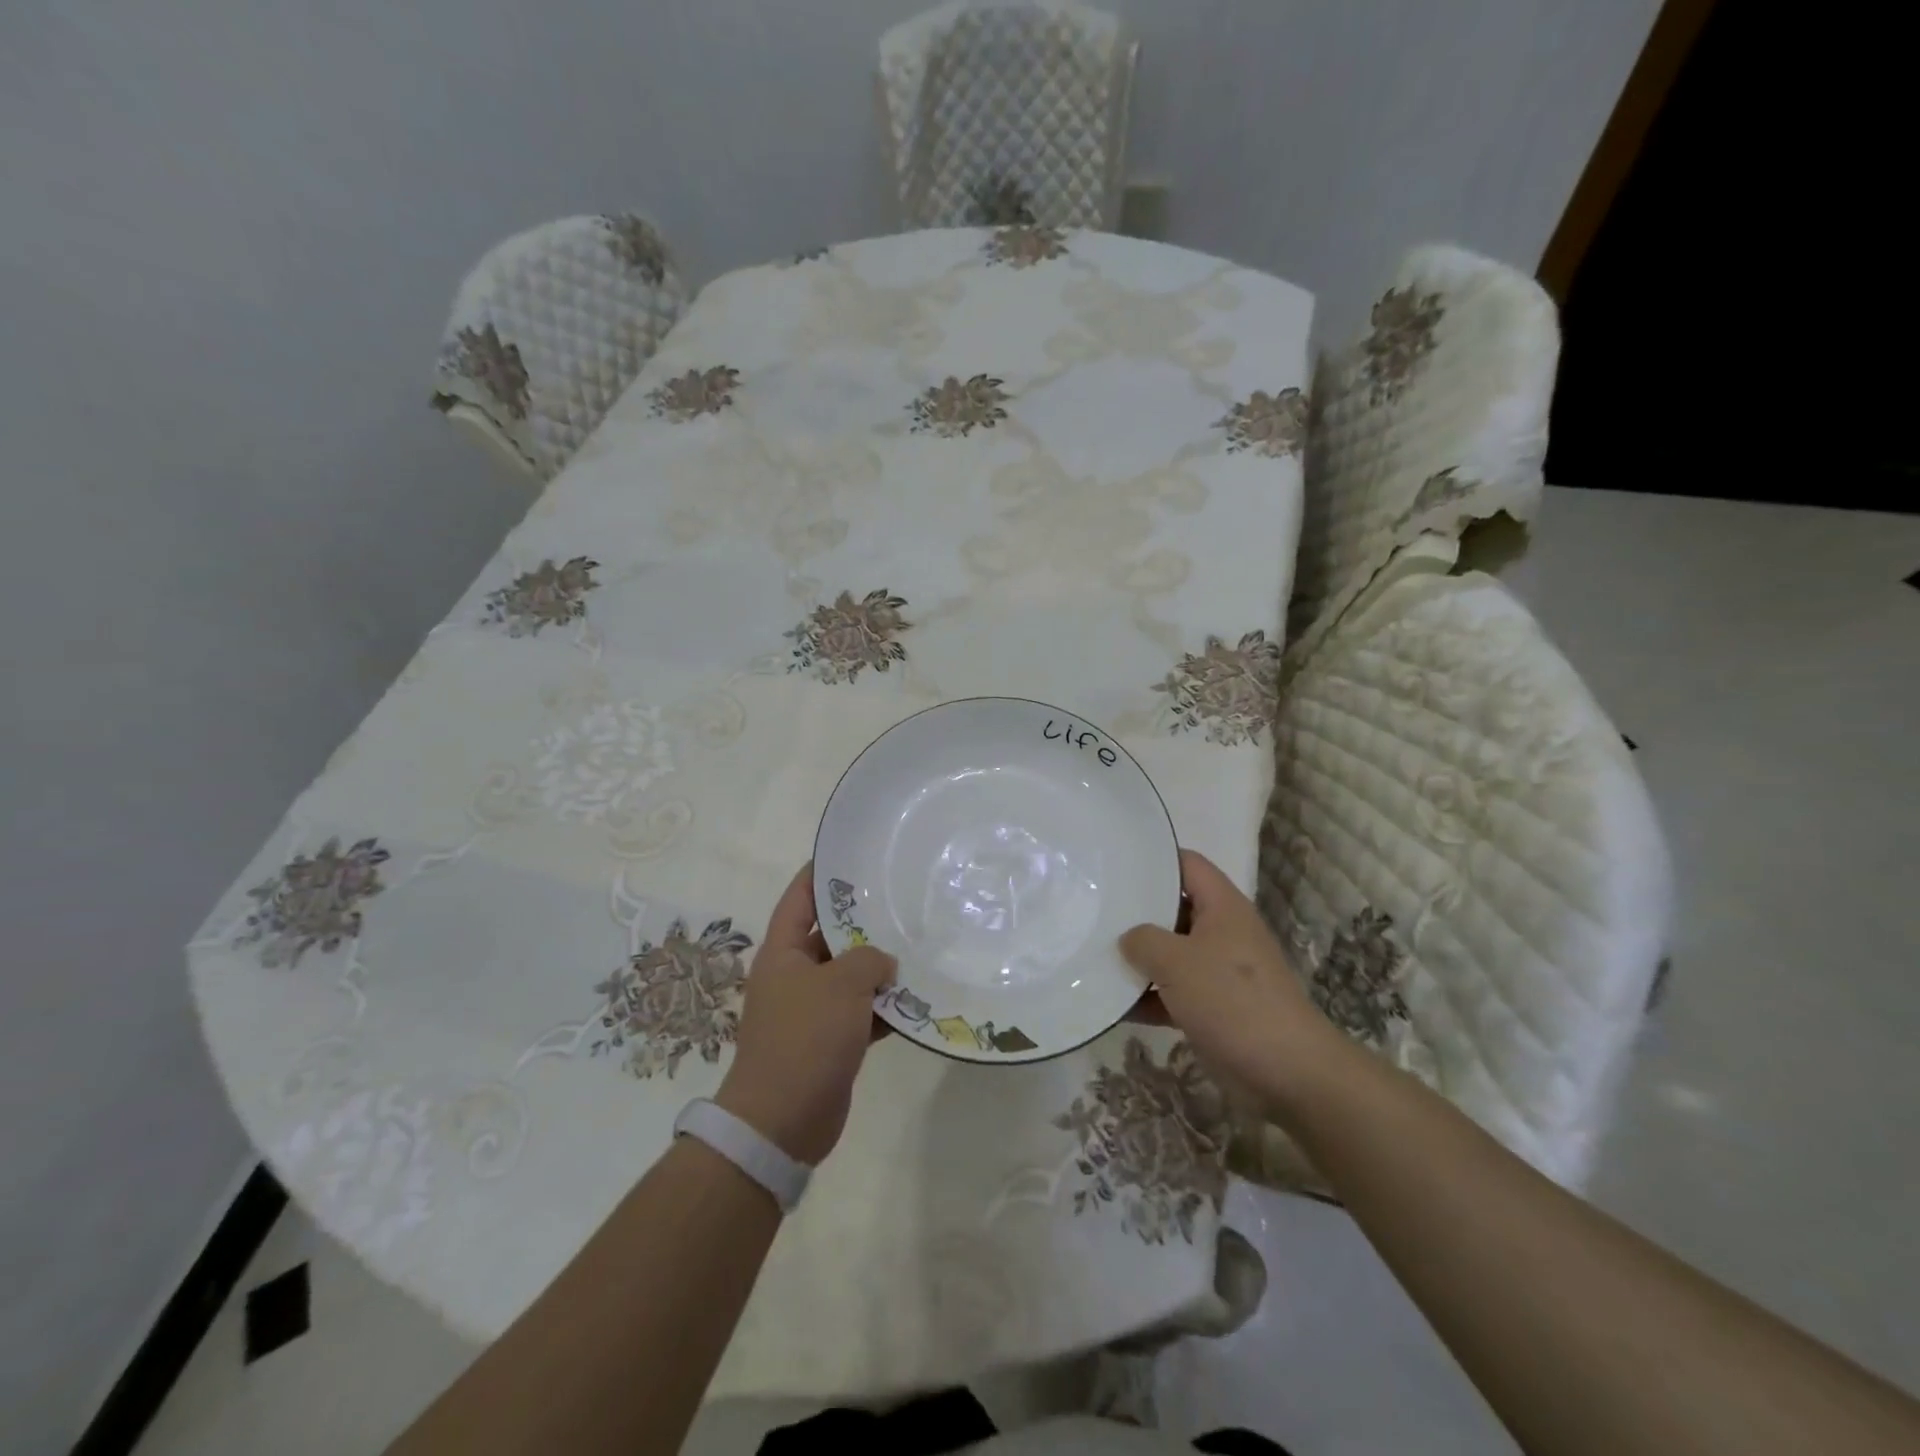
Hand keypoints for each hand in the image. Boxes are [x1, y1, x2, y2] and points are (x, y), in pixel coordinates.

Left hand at [716, 864, 896, 1165]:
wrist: (782, 1122)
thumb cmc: (805, 1038)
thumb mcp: (841, 985)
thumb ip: (868, 960)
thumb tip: (883, 962)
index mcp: (783, 953)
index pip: (799, 899)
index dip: (820, 873)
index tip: (849, 853)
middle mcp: (794, 975)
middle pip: (831, 936)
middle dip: (864, 922)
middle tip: (901, 899)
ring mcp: (811, 1010)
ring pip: (850, 977)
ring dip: (879, 969)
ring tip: (919, 945)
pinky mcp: (829, 1042)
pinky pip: (860, 1013)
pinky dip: (883, 1008)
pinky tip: (916, 999)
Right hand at [1120, 849, 1337, 1113]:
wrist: (1288, 1073)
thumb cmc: (1232, 1000)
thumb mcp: (1177, 961)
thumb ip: (1142, 940)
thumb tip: (1127, 939)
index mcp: (1222, 907)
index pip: (1187, 864)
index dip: (1154, 859)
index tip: (1115, 864)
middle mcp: (1221, 932)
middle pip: (1173, 909)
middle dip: (1136, 912)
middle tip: (1094, 909)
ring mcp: (1218, 971)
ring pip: (1170, 953)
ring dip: (1138, 959)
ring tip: (1092, 953)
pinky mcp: (1213, 1007)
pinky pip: (1172, 992)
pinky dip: (1147, 997)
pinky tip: (1112, 1005)